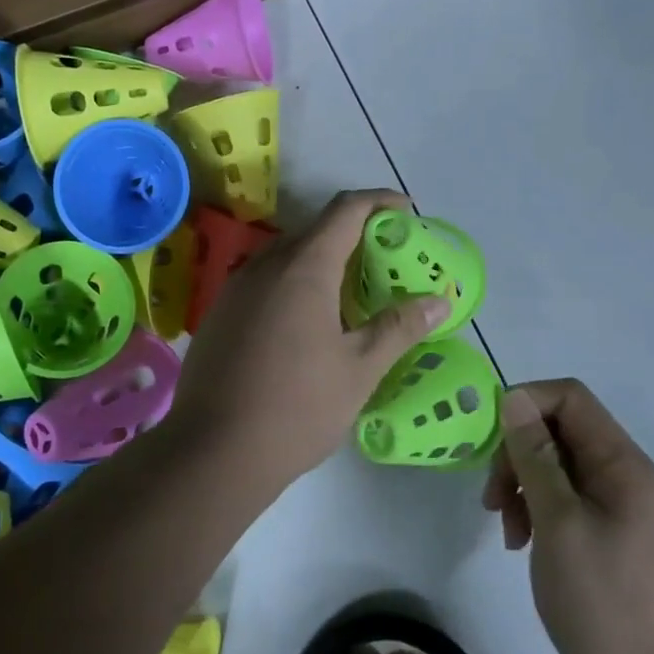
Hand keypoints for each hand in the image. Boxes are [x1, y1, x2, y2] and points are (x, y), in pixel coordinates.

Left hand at [167, 190, 450, 492]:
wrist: (213, 451)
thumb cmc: (297, 407)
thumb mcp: (359, 369)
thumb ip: (399, 327)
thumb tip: (439, 301)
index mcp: (303, 268)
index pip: (345, 210)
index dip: (379, 202)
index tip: (406, 211)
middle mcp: (265, 266)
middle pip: (314, 231)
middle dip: (352, 235)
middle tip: (385, 262)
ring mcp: (235, 289)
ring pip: (286, 257)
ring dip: (320, 262)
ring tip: (350, 294)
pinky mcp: (219, 314)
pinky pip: (264, 282)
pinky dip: (293, 284)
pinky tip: (306, 324)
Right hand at [484, 380, 653, 653]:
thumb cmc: (602, 603)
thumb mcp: (558, 522)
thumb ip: (535, 456)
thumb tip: (514, 398)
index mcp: (624, 465)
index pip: (570, 398)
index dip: (525, 403)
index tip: (492, 442)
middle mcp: (626, 476)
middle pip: (560, 430)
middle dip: (518, 453)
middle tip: (493, 499)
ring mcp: (620, 507)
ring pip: (557, 464)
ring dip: (522, 484)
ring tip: (506, 527)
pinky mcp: (610, 534)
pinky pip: (565, 497)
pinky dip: (537, 509)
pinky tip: (522, 542)